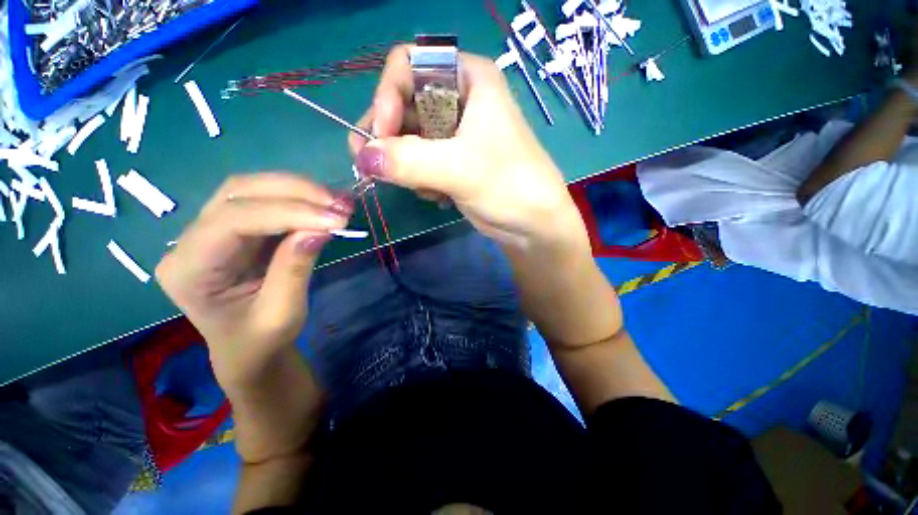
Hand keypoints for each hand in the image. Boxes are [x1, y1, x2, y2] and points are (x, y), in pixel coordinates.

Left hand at [156, 173, 352, 387]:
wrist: (250, 349)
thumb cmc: (260, 341)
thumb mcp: (281, 313)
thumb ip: (295, 268)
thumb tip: (320, 229)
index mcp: (188, 270)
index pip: (232, 221)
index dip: (287, 213)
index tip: (336, 220)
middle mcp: (191, 241)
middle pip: (238, 193)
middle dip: (295, 192)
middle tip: (340, 204)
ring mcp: (212, 231)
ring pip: (252, 190)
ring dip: (300, 191)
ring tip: (338, 202)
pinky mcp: (237, 229)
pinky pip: (266, 201)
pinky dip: (300, 199)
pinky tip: (326, 205)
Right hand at [349, 46, 587, 250]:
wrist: (531, 223)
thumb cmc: (509, 186)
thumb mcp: (460, 169)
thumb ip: (408, 161)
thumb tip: (362, 158)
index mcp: (468, 79)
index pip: (407, 66)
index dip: (387, 98)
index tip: (382, 137)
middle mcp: (459, 100)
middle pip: (402, 105)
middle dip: (389, 139)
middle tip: (377, 169)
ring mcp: (454, 133)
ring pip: (408, 137)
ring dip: (405, 165)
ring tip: (425, 188)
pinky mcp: (452, 161)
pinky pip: (419, 161)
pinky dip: (419, 179)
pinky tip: (437, 196)